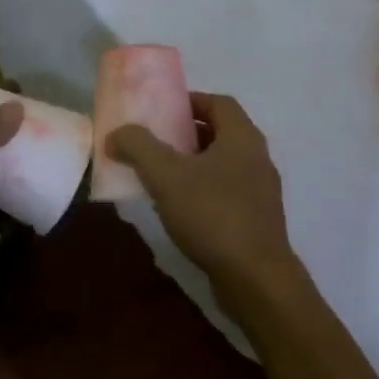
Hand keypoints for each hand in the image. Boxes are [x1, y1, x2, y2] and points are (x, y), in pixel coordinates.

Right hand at [107, 92, 307, 320]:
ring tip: (160, 176)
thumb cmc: (213, 215)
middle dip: (187, 133)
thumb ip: (139, 147)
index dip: (191, 100)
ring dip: (193, 164)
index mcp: (242, 138)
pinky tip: (179, 209)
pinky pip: (227, 192)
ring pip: (223, 164)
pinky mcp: (257, 220)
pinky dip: (203, 190)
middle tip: (155, 141)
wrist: (256, 278)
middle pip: (221, 132)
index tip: (163, 109)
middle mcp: (257, 158)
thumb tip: (117, 133)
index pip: (220, 102)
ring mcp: (261, 191)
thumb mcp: (166, 176)